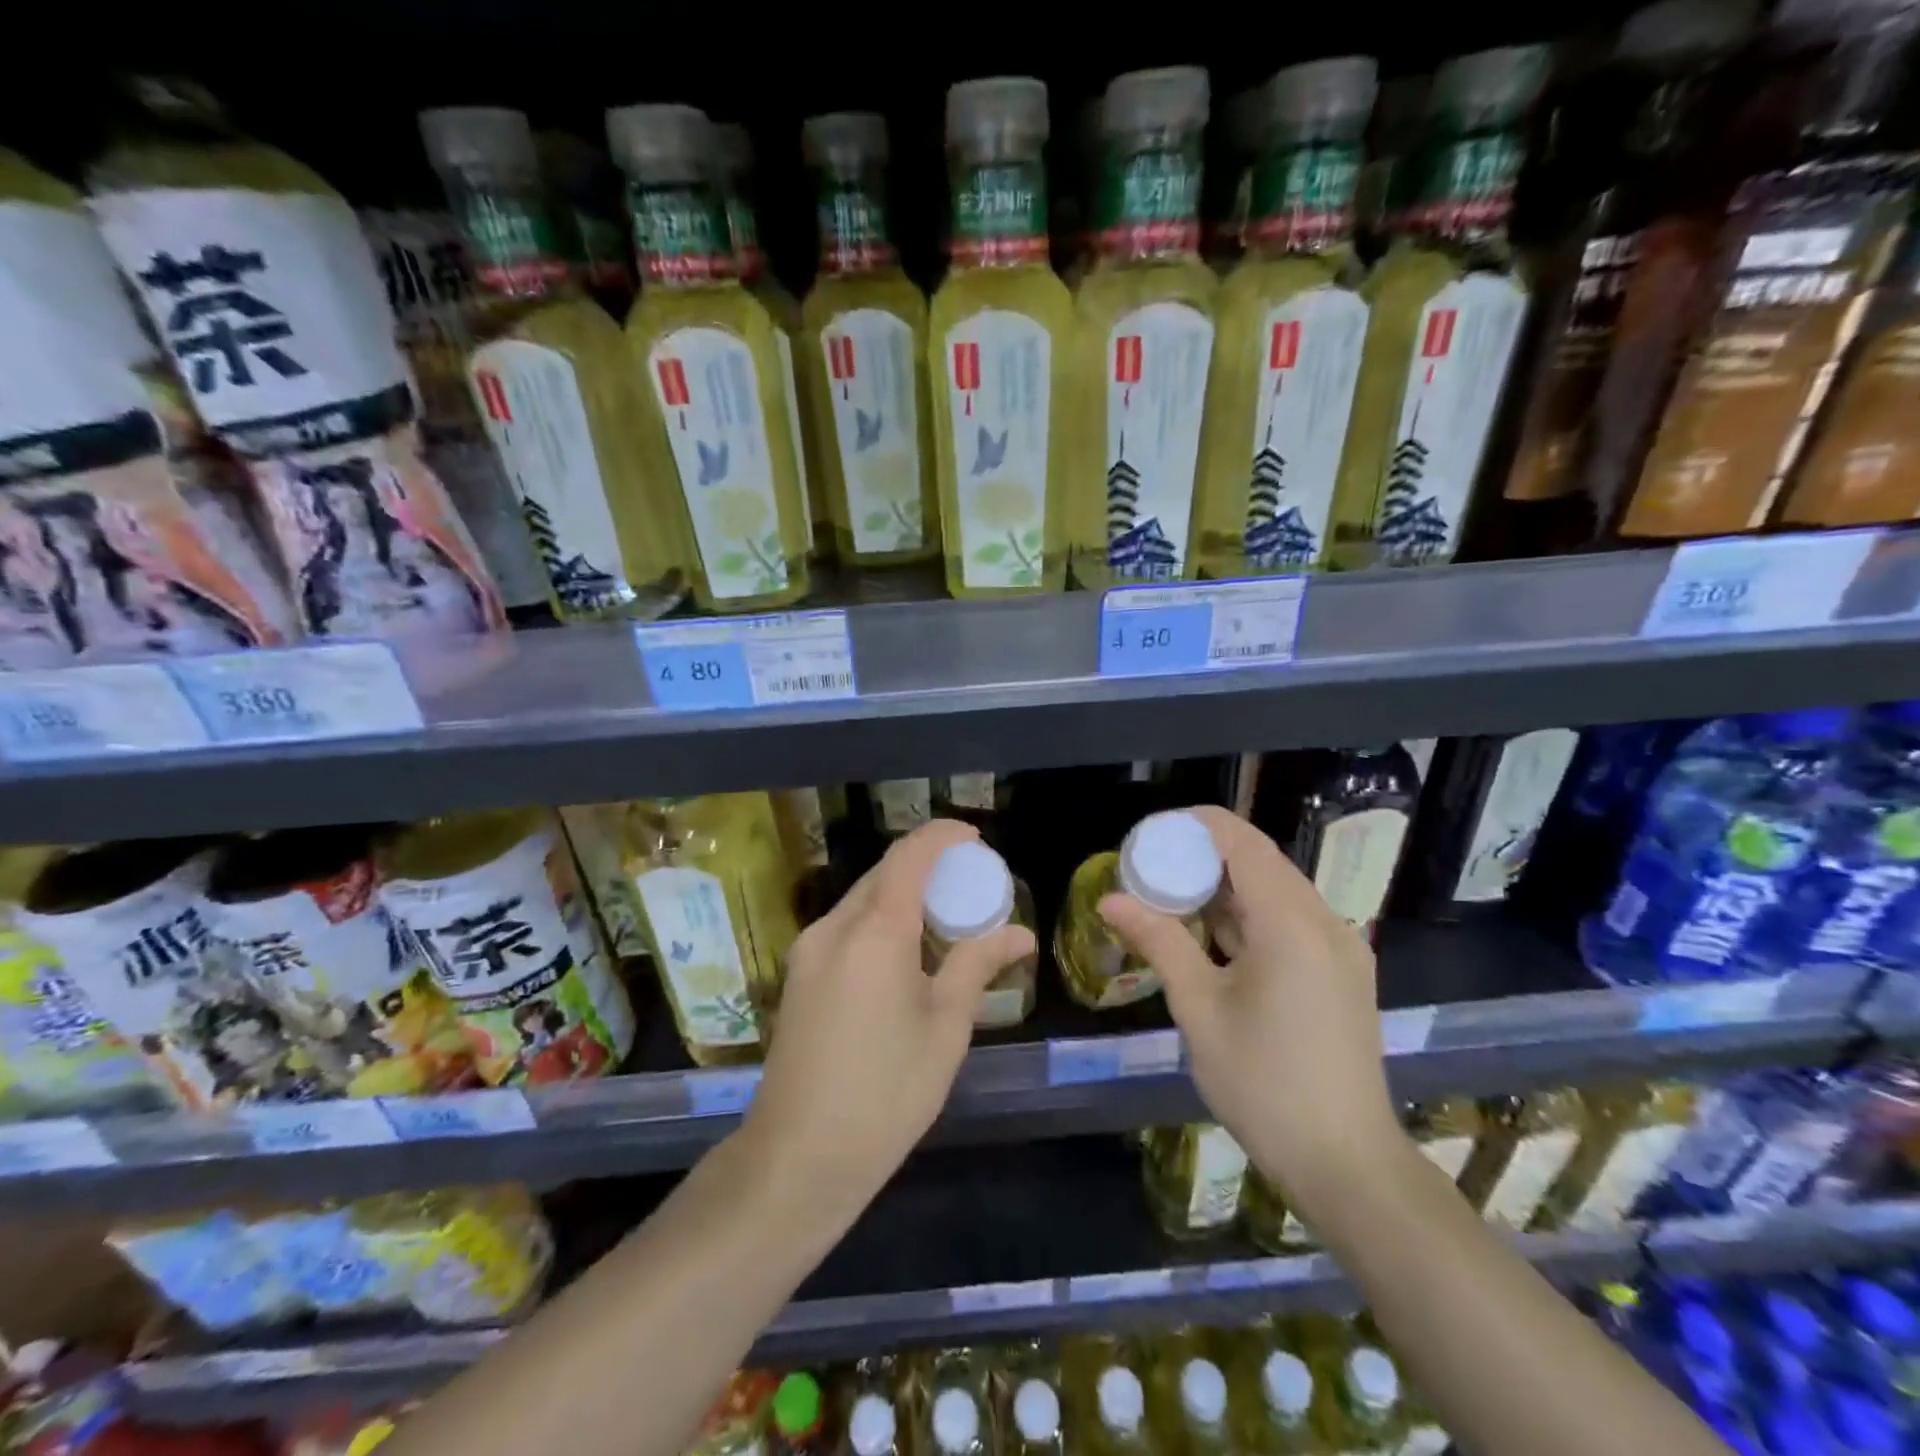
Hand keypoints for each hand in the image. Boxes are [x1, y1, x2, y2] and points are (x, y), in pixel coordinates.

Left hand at [743, 818, 1035, 1223]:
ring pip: (861, 899)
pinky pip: (845, 926)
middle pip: (883, 873)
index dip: (942, 836)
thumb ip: (977, 966)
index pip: (909, 856)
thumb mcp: (945, 1028)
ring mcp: (808, 950)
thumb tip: (1020, 933)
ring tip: (942, 920)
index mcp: (875, 932)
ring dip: (901, 894)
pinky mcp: (798, 975)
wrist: (798, 1157)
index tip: (974, 839)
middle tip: (968, 886)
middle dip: (926, 866)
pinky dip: (879, 920)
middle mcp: (834, 927)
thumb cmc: (886, 1093)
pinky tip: (903, 953)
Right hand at [1098, 805, 1402, 1214]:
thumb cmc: (1263, 1083)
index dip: (1196, 825)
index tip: (1150, 833)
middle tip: (1151, 868)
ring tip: (1172, 896)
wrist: (1346, 1163)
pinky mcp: (1343, 972)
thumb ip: (1158, 941)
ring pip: (1277, 891)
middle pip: (1261, 862)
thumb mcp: (1199, 1009)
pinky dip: (1249, 914)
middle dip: (1204, 855)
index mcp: (1292, 922)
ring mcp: (1341, 948)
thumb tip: (1109, 899)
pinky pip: (1291, 920)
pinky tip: (1213, 935)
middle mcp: (1325, 921)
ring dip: (1226, 886)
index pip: (1242, 842)